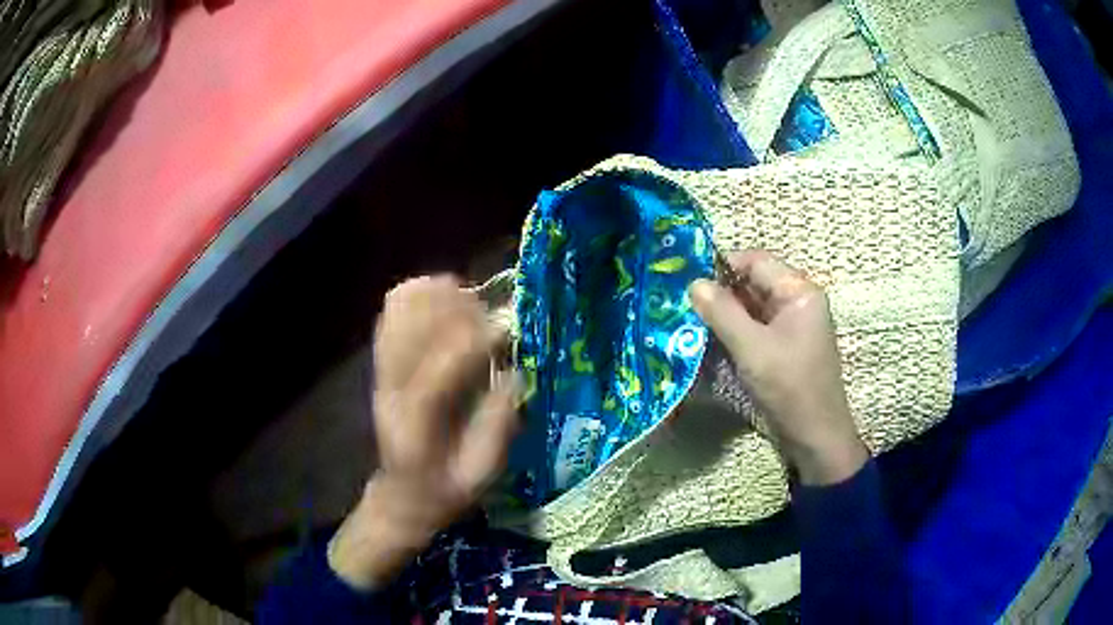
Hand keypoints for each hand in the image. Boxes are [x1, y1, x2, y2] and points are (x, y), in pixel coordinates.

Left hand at [328, 276, 521, 589]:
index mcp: (419, 426)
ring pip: (398, 314)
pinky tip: (441, 295)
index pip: (438, 372)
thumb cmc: (448, 488)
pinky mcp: (382, 364)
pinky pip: (390, 315)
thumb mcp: (482, 472)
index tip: (505, 328)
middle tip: (489, 313)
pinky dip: (416, 295)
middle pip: (413, 331)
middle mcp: (393, 391)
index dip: (473, 342)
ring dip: (435, 298)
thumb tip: (513, 376)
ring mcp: (383, 373)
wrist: (403, 492)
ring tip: (467, 298)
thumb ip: (498, 426)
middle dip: (455, 311)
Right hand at [689, 251, 866, 485]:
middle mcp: (797, 302)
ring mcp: (791, 326)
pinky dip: (734, 332)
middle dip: (720, 292)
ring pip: (751, 308)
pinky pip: (755, 329)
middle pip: (753, 283)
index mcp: (799, 292)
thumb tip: (693, 283)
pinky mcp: (783, 347)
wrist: (815, 436)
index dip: (722, 266)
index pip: (757, 261)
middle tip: (683, 304)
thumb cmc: (789, 387)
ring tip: (691, 322)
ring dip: (724, 315)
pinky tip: (710, 342)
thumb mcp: (752, 348)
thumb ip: (722, 312)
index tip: (689, 281)